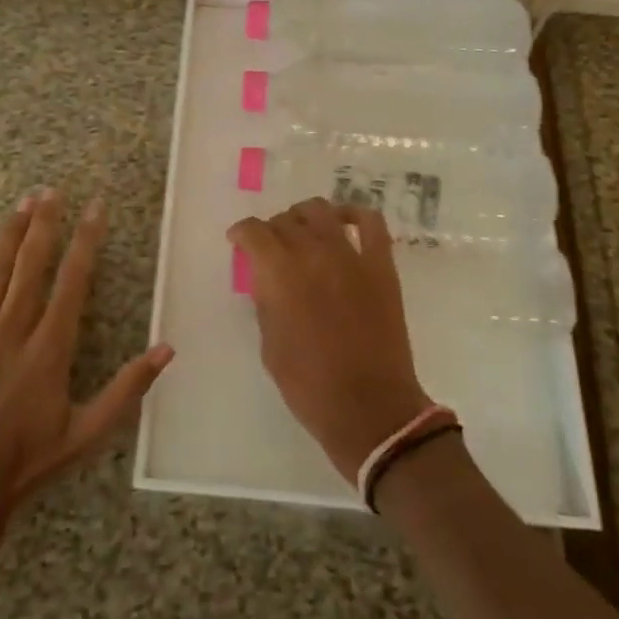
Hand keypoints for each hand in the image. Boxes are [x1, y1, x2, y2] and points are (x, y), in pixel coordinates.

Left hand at [0, 189, 173, 543]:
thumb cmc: (28, 461)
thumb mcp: (87, 432)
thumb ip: (128, 388)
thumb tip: (167, 348)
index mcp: (49, 347)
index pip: (73, 280)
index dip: (86, 240)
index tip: (95, 208)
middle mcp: (12, 330)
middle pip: (31, 264)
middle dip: (44, 223)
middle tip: (52, 190)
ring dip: (10, 234)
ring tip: (22, 202)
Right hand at [227, 199, 431, 479]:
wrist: (369, 408)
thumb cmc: (309, 385)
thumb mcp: (269, 344)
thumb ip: (266, 302)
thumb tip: (268, 280)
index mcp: (279, 273)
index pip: (253, 232)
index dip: (241, 233)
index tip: (238, 242)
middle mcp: (313, 253)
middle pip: (286, 220)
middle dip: (272, 230)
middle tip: (271, 248)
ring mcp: (351, 255)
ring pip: (321, 211)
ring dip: (305, 217)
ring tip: (303, 232)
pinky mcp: (381, 265)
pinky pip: (371, 223)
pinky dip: (354, 214)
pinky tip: (343, 223)